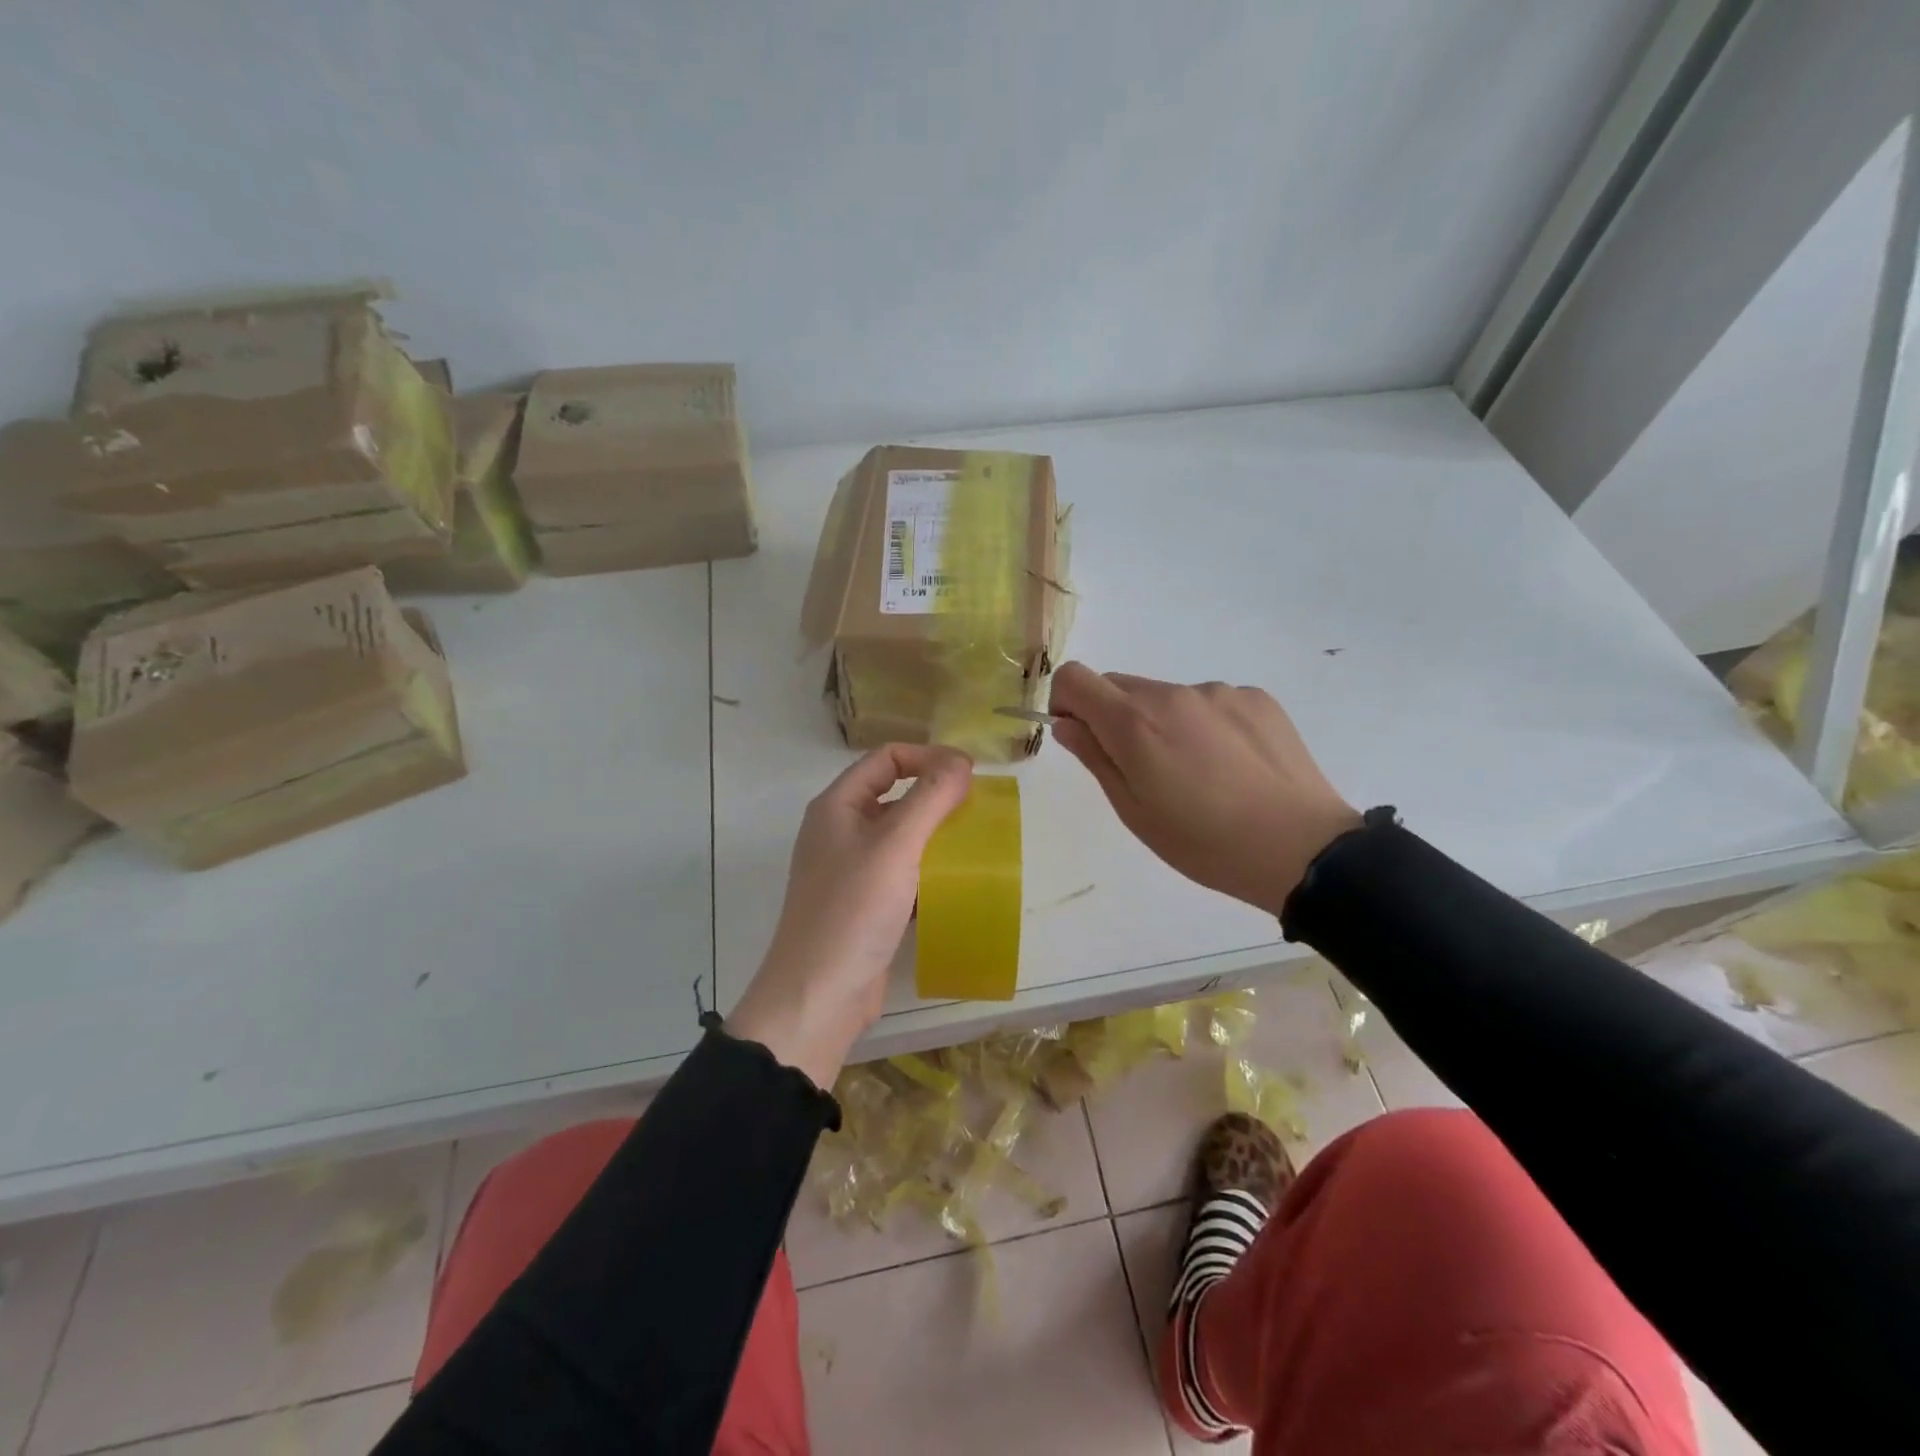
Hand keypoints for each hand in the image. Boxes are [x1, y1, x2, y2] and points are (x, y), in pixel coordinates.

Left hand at [728, 744, 973, 1086]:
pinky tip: (958, 884)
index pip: (886, 758)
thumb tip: (961, 761)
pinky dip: (929, 872)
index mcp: (838, 806)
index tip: (970, 775)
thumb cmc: (853, 910)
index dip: (928, 756)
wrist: (819, 995)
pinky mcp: (866, 905)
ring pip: (902, 837)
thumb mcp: (896, 845)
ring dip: (937, 836)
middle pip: (895, 794)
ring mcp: (851, 870)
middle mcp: (841, 831)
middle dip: (937, 796)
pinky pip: (903, 873)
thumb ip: (930, 798)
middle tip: (979, 809)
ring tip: (977, 844)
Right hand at [1048, 663, 1359, 917]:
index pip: (1075, 677)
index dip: (1066, 701)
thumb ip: (1095, 757)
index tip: (1082, 735)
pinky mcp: (1256, 698)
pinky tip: (1230, 766)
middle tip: (1142, 768)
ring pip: (1167, 697)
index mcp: (1134, 722)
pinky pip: (1210, 703)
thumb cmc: (1203, 842)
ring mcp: (1219, 692)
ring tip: (1197, 774)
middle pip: (1120, 685)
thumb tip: (1067, 724)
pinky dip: (1205, 725)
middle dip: (1114, 717)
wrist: (1301, 848)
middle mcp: (1173, 694)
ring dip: (1163, 722)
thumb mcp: (1133, 811)